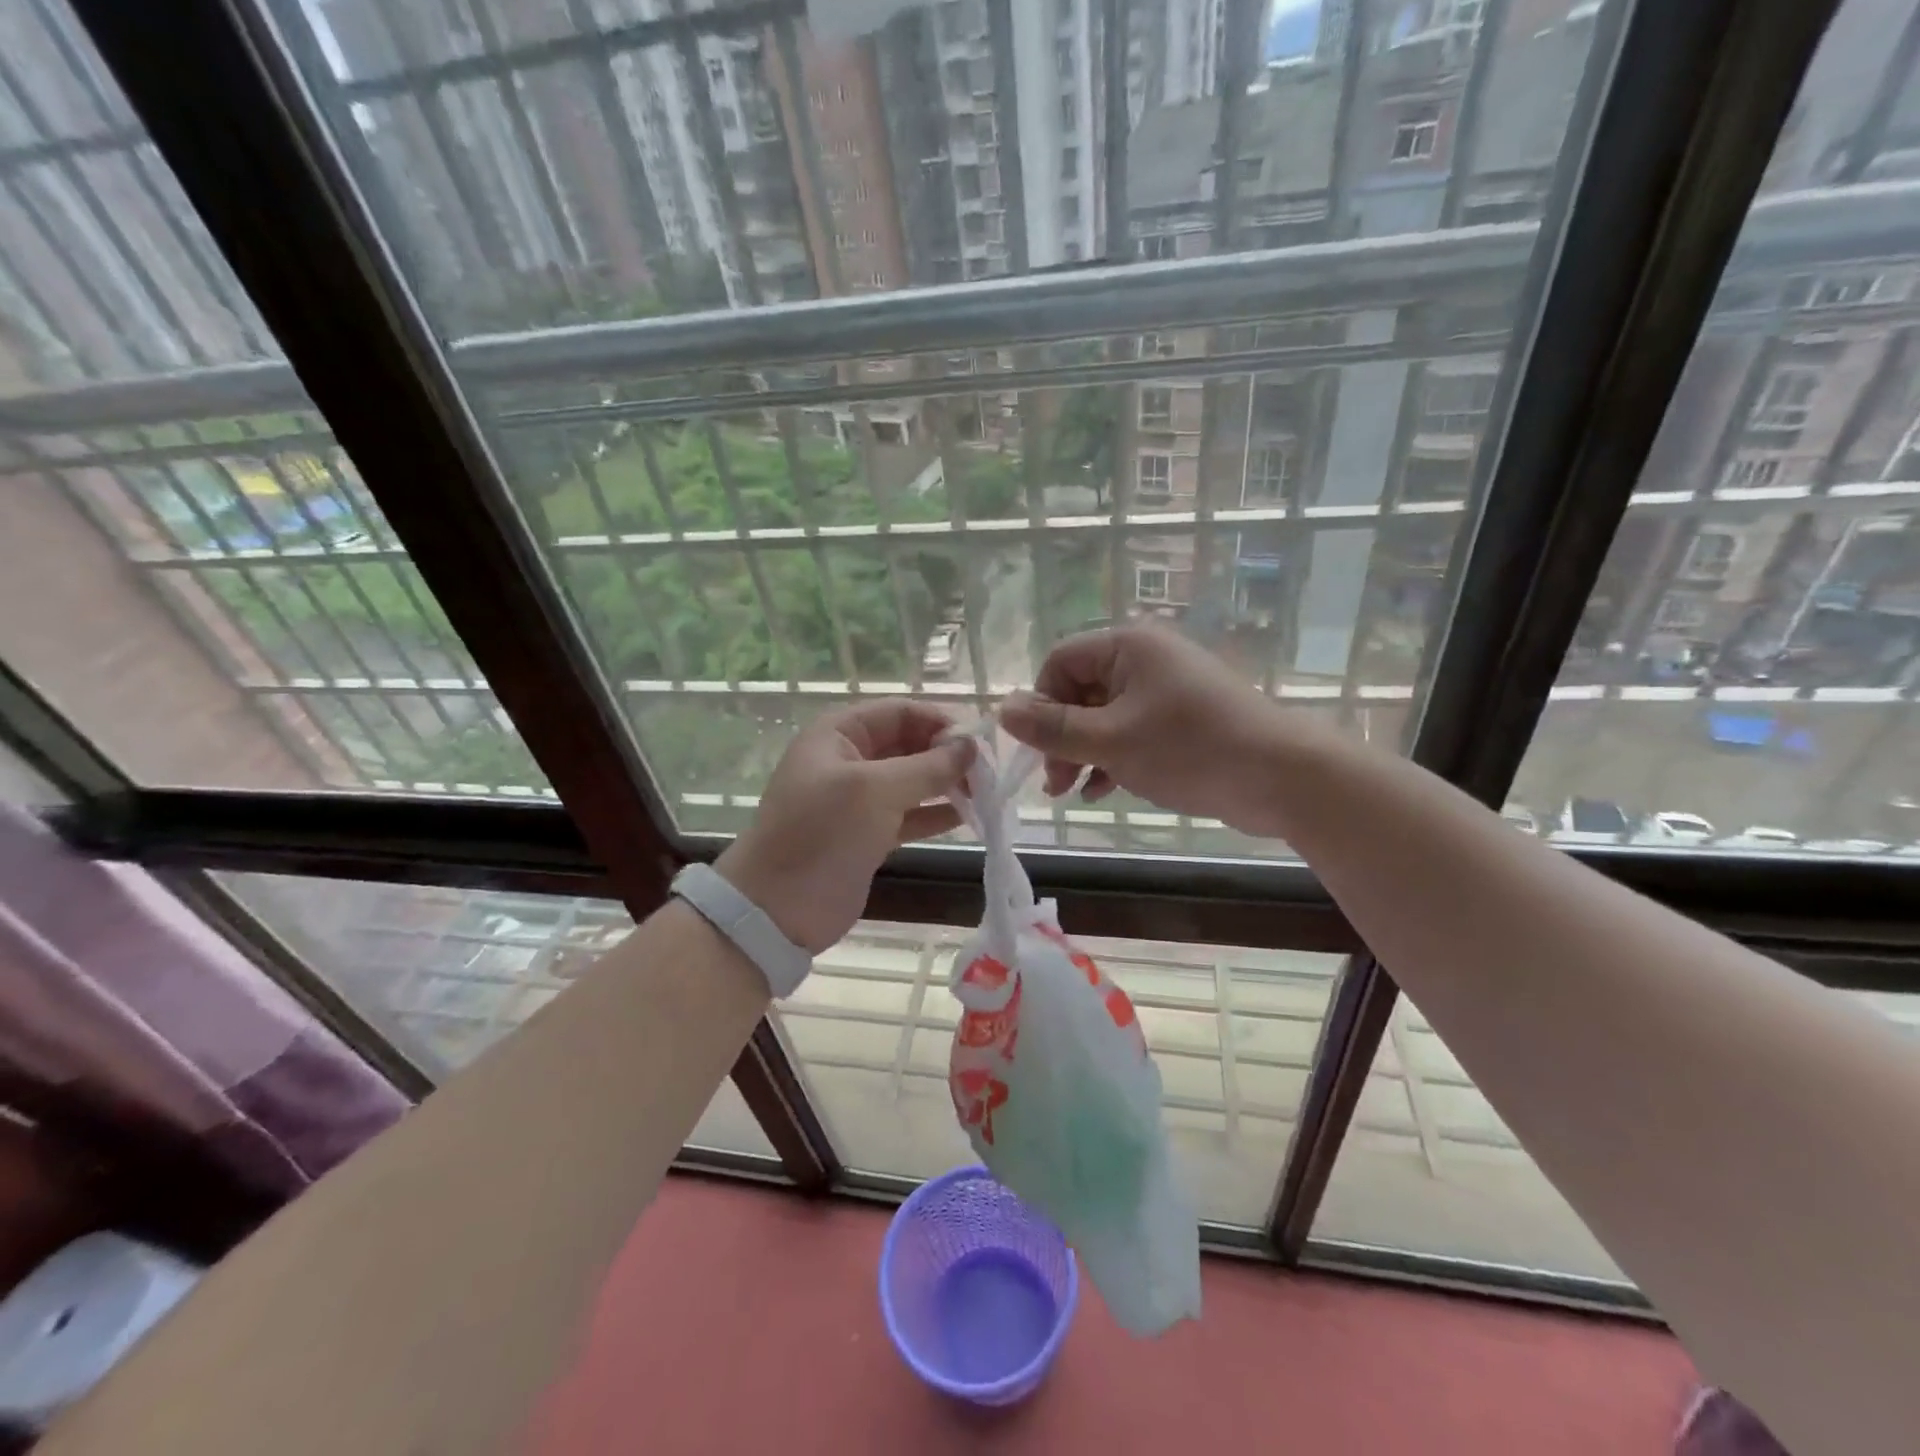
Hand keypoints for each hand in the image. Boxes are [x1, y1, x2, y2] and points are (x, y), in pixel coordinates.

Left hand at [715, 700, 973, 953]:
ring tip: (985, 795)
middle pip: (908, 744)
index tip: (978, 744)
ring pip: (911, 780)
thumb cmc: (822, 835)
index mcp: (838, 734)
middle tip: (988, 774)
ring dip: (946, 784)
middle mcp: (848, 759)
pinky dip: (935, 814)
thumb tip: (971, 747)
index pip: (899, 712)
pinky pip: (908, 814)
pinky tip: (968, 817)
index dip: (939, 722)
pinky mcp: (866, 835)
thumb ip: (927, 766)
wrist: (776, 909)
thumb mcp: (875, 791)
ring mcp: (857, 800)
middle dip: (946, 755)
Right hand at [999, 625, 1295, 832]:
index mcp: (1128, 646)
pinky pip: (1130, 733)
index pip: (1060, 662)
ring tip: (1071, 792)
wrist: (1281, 777)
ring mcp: (1165, 691)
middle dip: (1060, 738)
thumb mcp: (1110, 740)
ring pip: (1103, 717)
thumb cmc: (1189, 749)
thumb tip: (1001, 709)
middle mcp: (1145, 660)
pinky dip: (1111, 759)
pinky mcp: (1181, 722)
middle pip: (1080, 691)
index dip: (1040, 704)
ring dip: (1082, 753)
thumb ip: (1052, 728)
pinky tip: (1101, 792)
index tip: (1037, 749)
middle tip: (1053, 782)